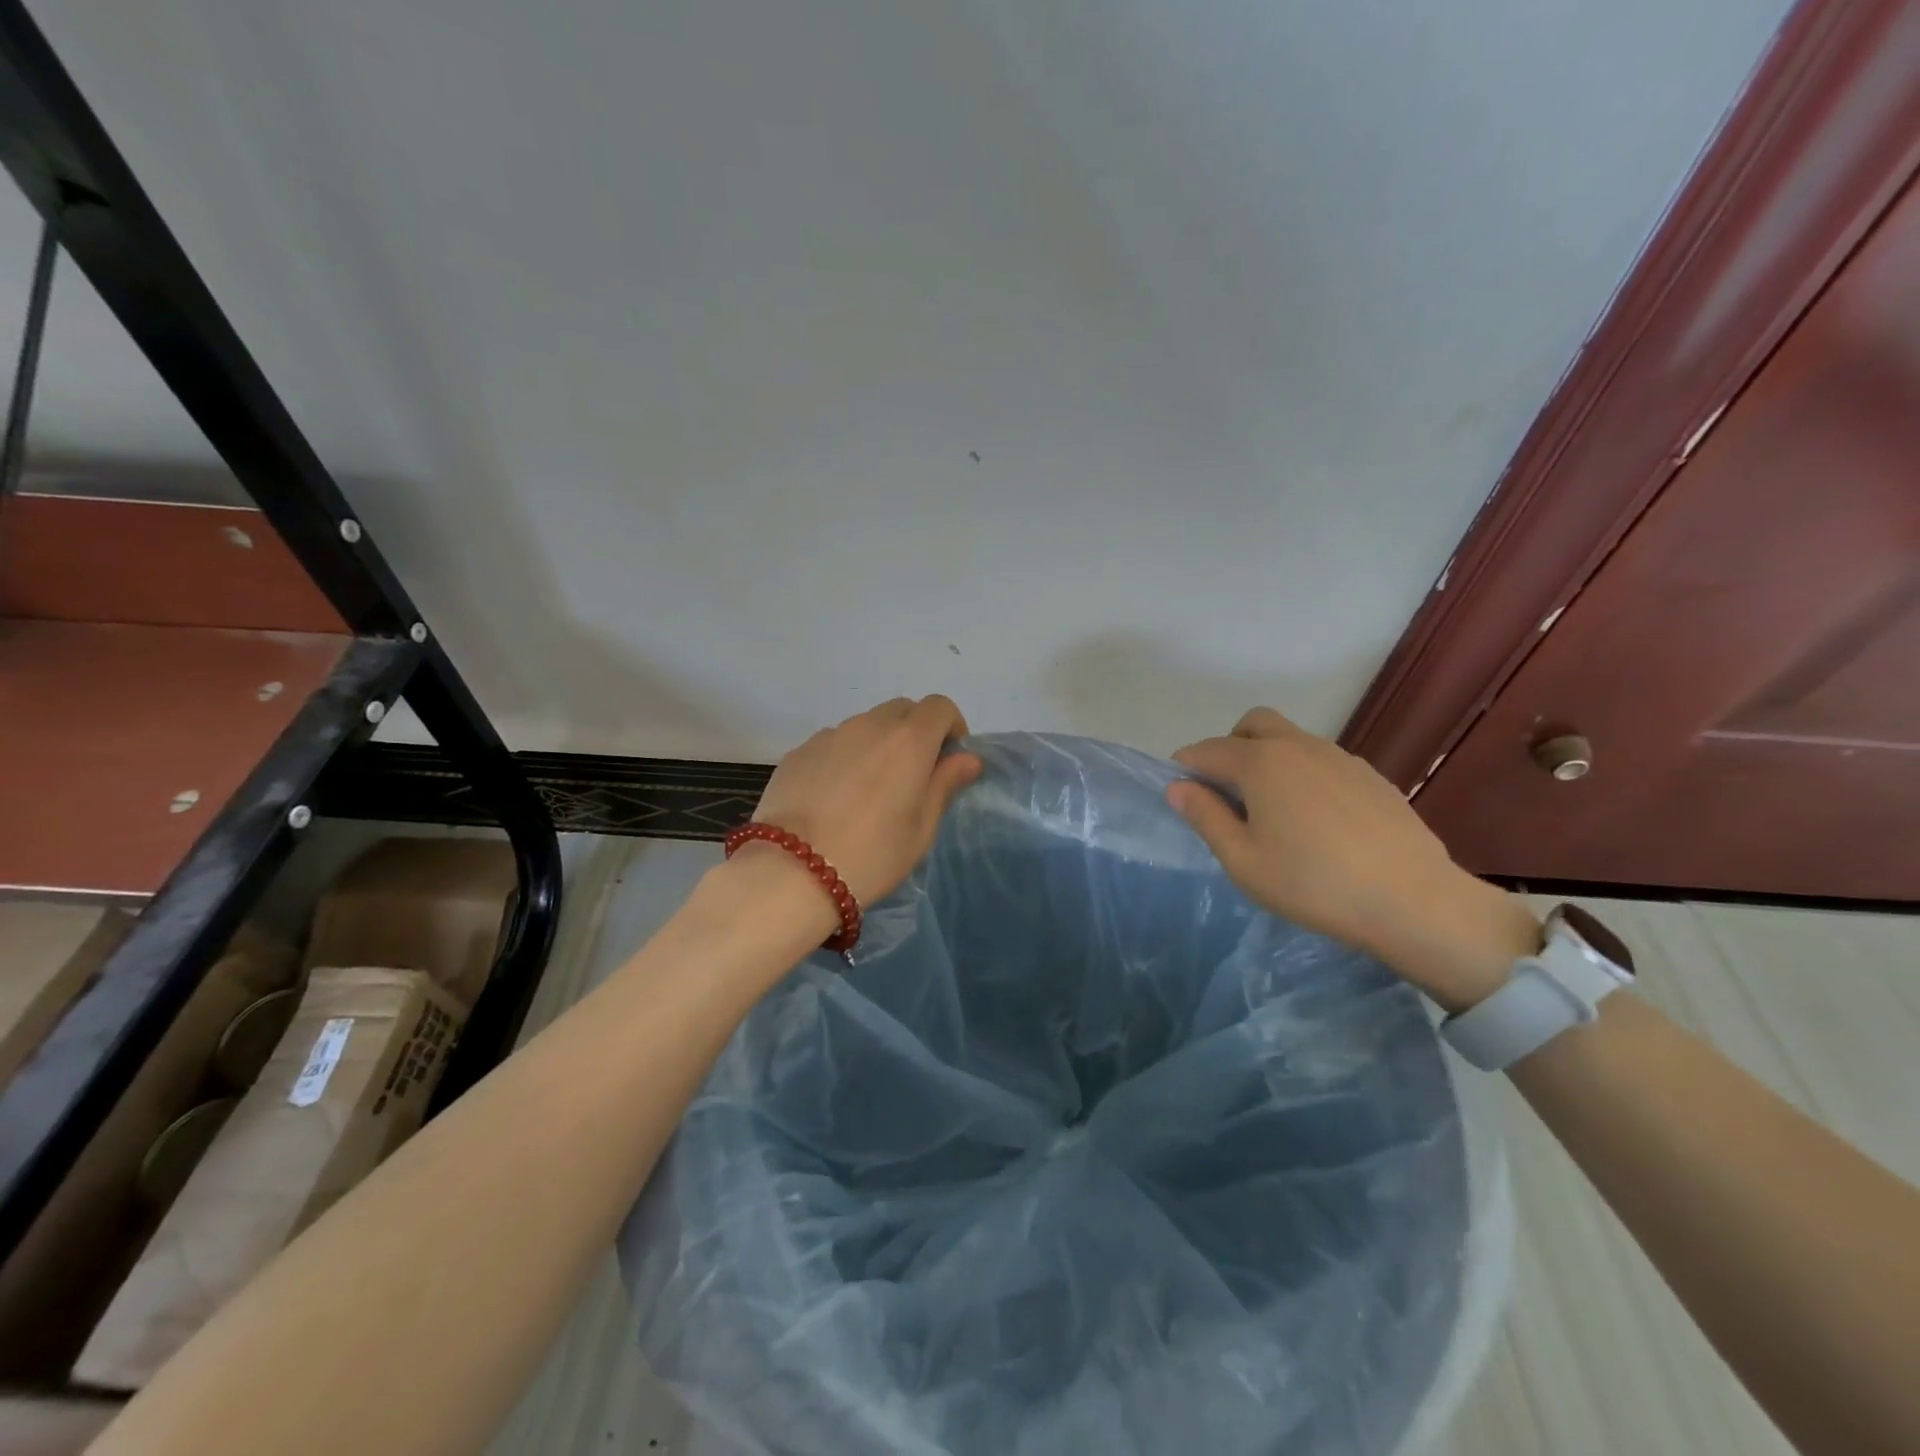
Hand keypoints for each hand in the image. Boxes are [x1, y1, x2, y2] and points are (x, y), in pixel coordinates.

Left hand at [750, 696, 981, 907]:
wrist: (791, 872)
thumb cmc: (872, 855)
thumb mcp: (921, 829)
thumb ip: (944, 784)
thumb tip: (967, 758)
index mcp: (908, 740)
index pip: (939, 707)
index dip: (951, 726)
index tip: (948, 759)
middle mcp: (869, 725)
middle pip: (902, 710)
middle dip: (915, 732)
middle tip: (912, 776)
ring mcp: (829, 736)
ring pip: (865, 726)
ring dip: (878, 745)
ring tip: (868, 791)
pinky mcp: (798, 752)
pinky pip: (833, 744)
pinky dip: (844, 758)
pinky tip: (833, 799)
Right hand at [1168, 708, 1536, 1007]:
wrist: (1414, 900)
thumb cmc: (1313, 884)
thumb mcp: (1243, 860)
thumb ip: (1205, 817)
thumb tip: (1177, 787)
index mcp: (1260, 763)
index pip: (1206, 750)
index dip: (1185, 768)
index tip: (1181, 795)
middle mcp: (1298, 746)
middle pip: (1251, 724)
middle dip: (1228, 747)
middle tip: (1226, 793)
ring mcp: (1339, 757)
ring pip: (1289, 739)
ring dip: (1267, 758)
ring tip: (1272, 811)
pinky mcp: (1370, 775)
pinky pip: (1320, 760)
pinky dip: (1302, 773)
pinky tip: (1315, 821)